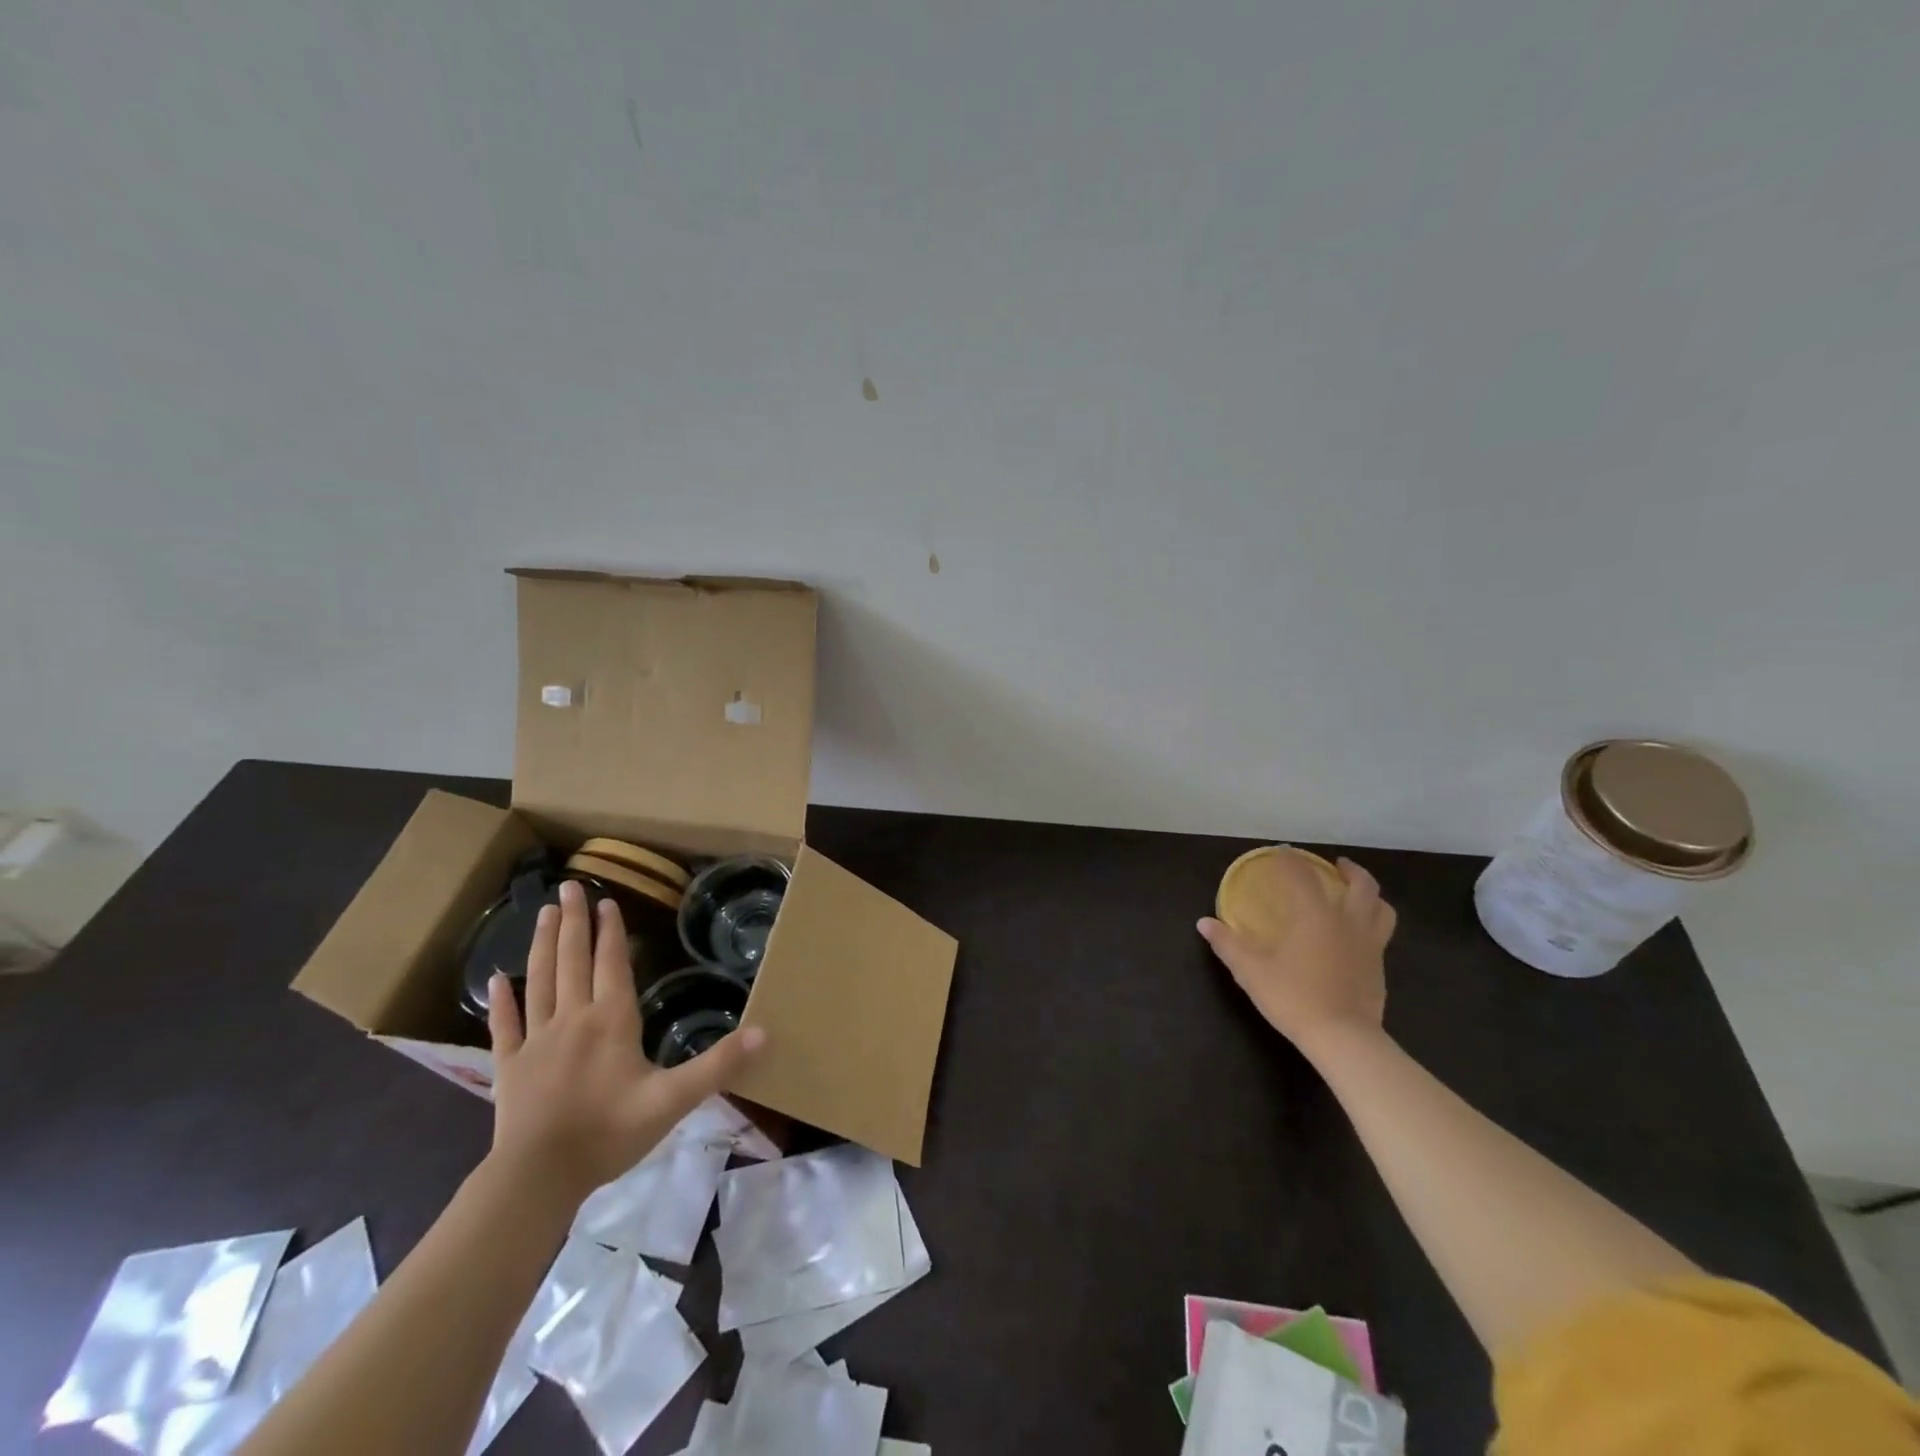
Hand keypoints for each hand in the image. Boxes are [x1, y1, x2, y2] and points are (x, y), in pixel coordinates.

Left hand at [487, 879, 765, 1203]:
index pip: (611, 964)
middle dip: (572, 922)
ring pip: (540, 981)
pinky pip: (505, 1026)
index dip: (610, 931)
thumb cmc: (609, 1133)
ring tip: (542, 913)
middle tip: (568, 887)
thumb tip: (765, 1032)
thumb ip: (718, 1064)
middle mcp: (572, 1018)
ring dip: (541, 945)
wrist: (537, 1178)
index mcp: (611, 1020)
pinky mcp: (510, 1067)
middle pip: (572, 960)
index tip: (606, 901)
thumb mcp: (674, 1100)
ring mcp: (536, 1041)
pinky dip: (502, 1001)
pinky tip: (497, 980)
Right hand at [1197, 854, 1395, 1054]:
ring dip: (1370, 894)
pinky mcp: (1379, 968)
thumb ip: (1228, 944)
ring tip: (1356, 894)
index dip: (1290, 861)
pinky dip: (1372, 923)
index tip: (1280, 852)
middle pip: (1361, 885)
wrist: (1343, 1038)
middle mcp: (1348, 922)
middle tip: (1336, 865)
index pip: (1303, 876)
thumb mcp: (1251, 971)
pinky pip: (1381, 934)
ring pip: (1382, 908)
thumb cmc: (1294, 997)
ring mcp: (1369, 945)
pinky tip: (1356, 935)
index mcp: (1315, 915)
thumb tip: (1204, 923)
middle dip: (1350, 870)